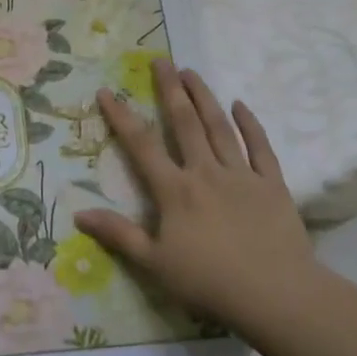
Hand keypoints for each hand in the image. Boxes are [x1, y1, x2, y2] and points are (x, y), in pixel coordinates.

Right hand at [75, 59, 321, 344]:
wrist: (277, 295)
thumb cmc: (210, 282)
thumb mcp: (155, 264)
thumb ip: (119, 234)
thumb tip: (79, 212)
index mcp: (175, 190)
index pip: (141, 145)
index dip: (121, 117)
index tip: (106, 91)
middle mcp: (205, 171)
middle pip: (185, 122)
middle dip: (169, 89)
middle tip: (161, 60)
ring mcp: (241, 175)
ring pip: (219, 127)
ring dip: (204, 97)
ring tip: (191, 72)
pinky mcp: (272, 184)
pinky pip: (260, 147)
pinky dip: (250, 124)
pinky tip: (240, 105)